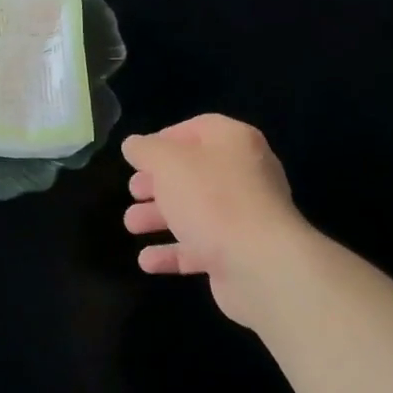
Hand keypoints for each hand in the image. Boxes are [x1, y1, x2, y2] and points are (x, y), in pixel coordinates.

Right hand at [122, 115, 311, 328]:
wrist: (260, 264)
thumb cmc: (212, 199)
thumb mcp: (168, 163)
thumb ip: (146, 150)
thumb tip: (133, 145)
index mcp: (234, 142)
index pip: (197, 128)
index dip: (164, 139)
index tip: (137, 157)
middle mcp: (244, 174)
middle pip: (193, 173)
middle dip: (157, 183)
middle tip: (133, 191)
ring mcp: (245, 217)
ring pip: (195, 211)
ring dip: (159, 218)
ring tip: (131, 225)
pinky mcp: (240, 253)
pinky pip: (201, 247)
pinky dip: (174, 252)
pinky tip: (148, 261)